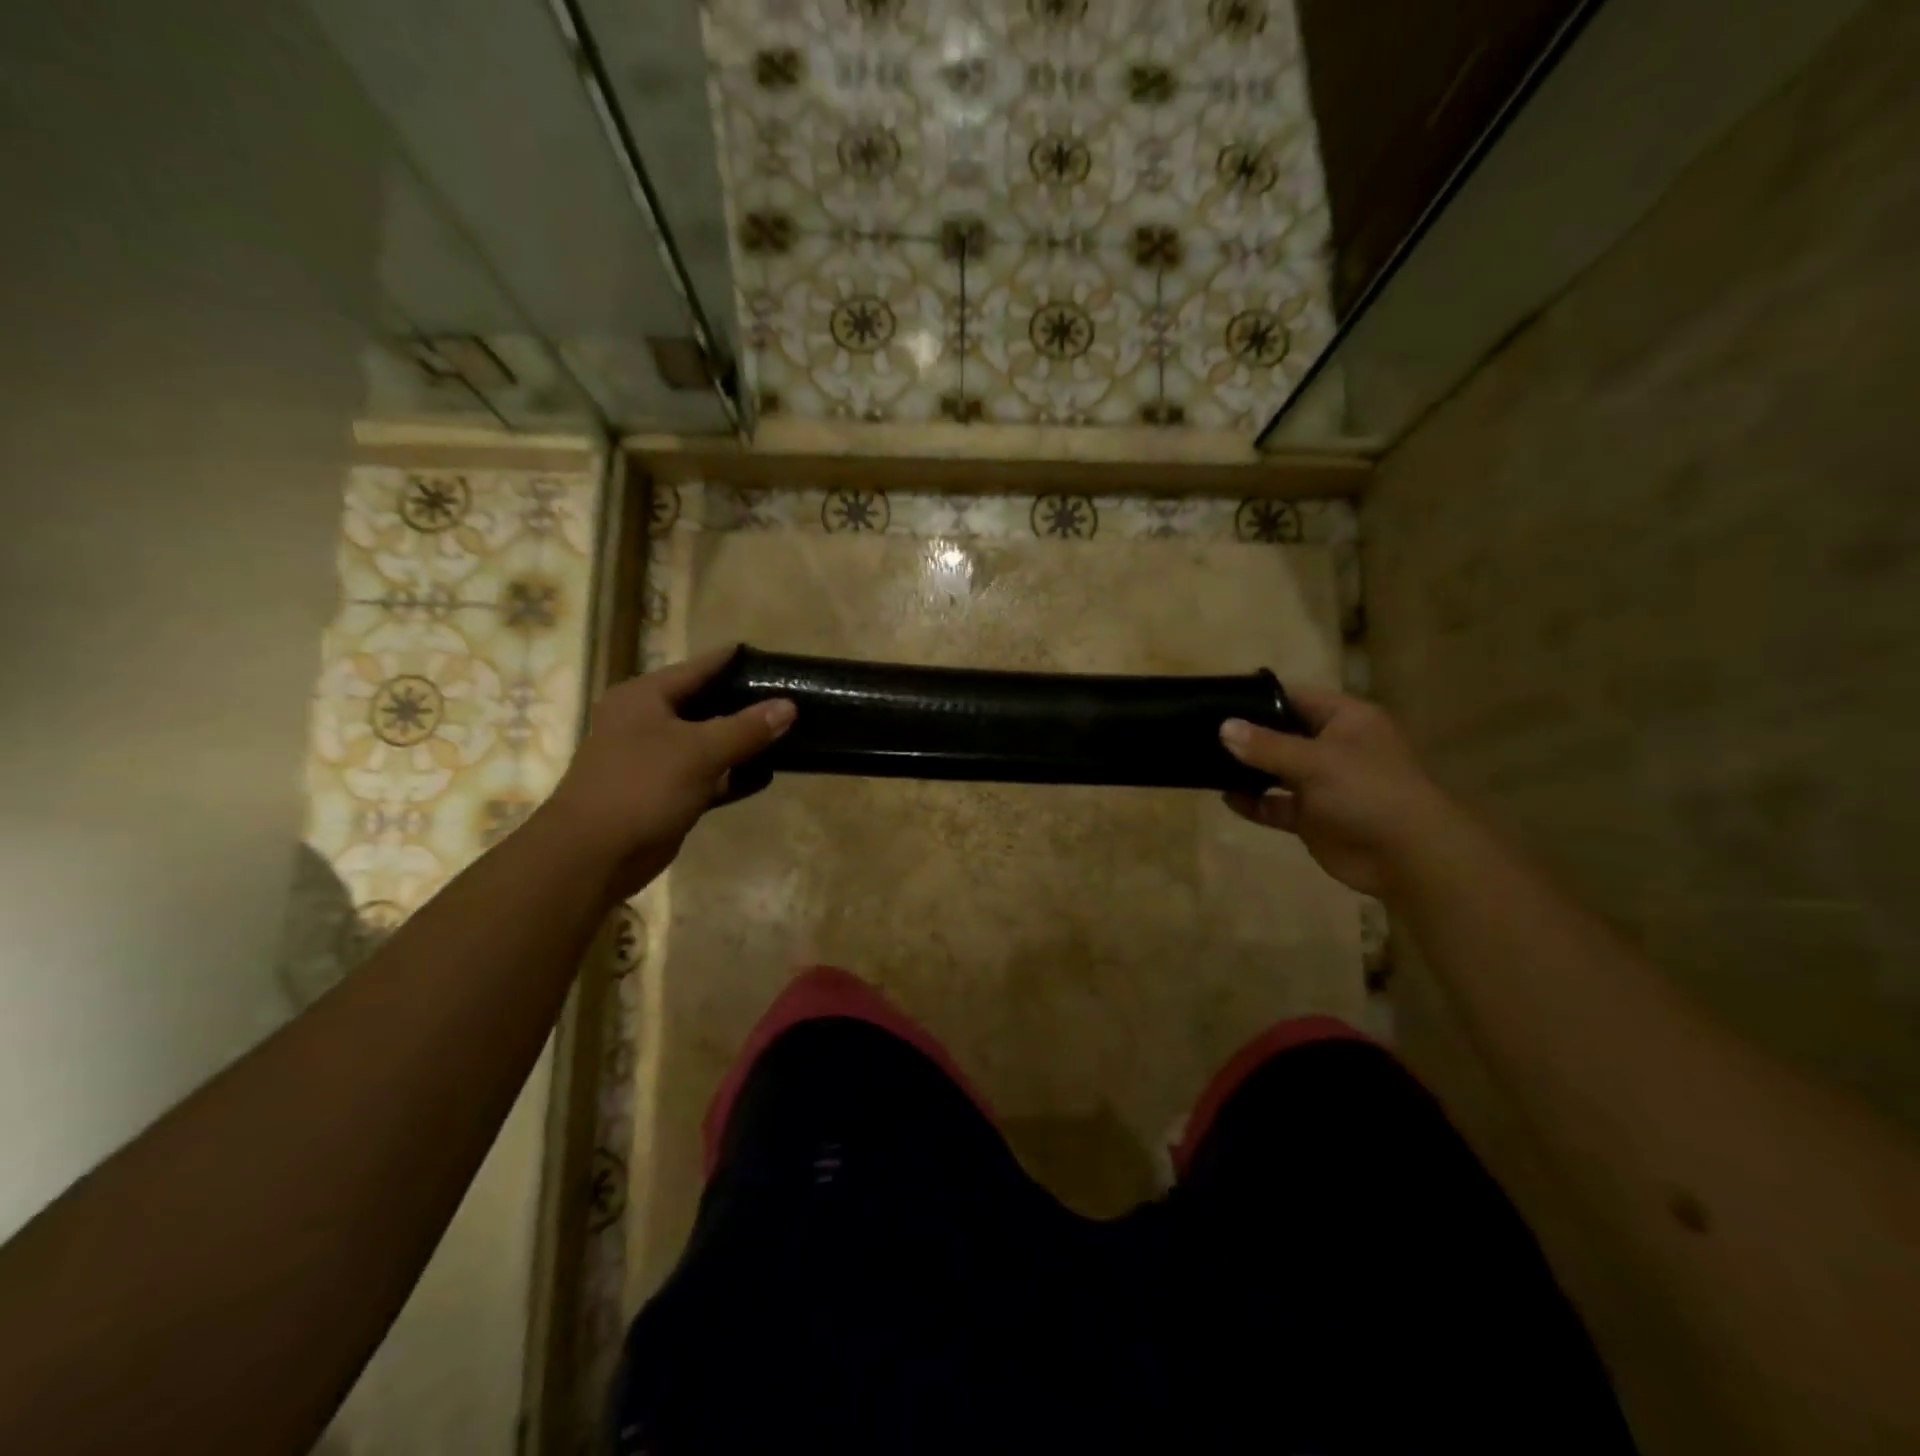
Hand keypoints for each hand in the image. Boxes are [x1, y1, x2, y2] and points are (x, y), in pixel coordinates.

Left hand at [539, 647, 794, 896]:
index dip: (733, 660)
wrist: (595, 854)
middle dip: (745, 703)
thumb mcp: (699, 751)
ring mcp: (656, 759)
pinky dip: (733, 774)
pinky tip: (768, 774)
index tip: (771, 657)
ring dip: (742, 741)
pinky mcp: (666, 793)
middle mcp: (647, 722)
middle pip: (705, 704)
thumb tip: (789, 706)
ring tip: (787, 731)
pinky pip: (707, 775)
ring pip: (708, 742)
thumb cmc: (641, 786)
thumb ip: (746, 728)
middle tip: (788, 696)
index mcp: (644, 697)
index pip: (698, 668)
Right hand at [1219, 687, 1454, 897]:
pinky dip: (1254, 802)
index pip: (1295, 698)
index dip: (1258, 698)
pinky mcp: (1313, 817)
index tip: (1218, 701)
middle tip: (1202, 733)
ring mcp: (1323, 783)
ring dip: (1247, 770)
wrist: (1407, 856)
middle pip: (1282, 734)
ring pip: (1276, 770)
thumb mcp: (1315, 760)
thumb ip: (1266, 745)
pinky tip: (1227, 798)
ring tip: (1206, 764)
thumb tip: (1224, 727)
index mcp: (1345, 719)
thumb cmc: (1367, 791)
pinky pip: (1276, 804)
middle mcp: (1334, 747)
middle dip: (1247, 736)